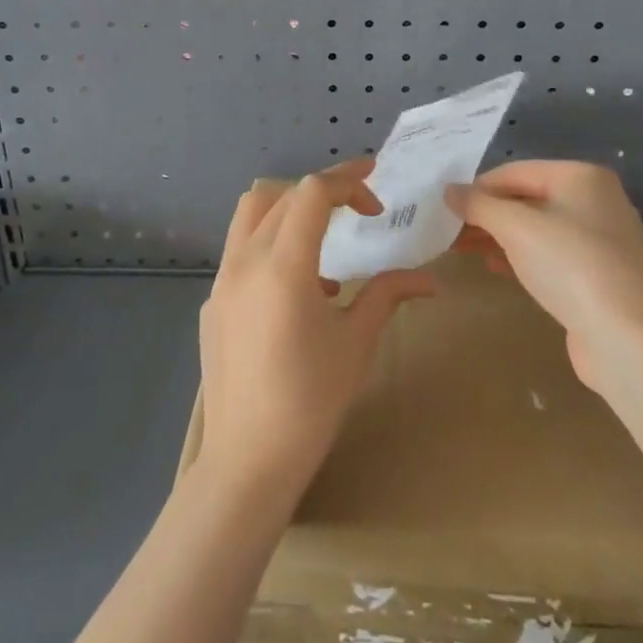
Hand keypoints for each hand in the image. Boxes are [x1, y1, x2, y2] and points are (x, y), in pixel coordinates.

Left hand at [197, 162, 437, 495]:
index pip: (313, 192)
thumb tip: (430, 279)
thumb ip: (388, 294)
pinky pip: (241, 251)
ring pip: (251, 212)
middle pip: (282, 193)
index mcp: (282, 264)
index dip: (348, 181)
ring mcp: (222, 280)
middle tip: (360, 206)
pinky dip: (271, 245)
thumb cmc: (310, 400)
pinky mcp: (212, 302)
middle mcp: (245, 260)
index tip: (376, 195)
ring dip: (290, 208)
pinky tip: (298, 291)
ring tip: (325, 241)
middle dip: (324, 191)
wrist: (247, 461)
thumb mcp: (356, 342)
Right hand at [445, 160, 642, 391]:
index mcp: (581, 176)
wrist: (626, 339)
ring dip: (501, 236)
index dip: (478, 187)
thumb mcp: (515, 227)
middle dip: (488, 214)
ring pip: (538, 228)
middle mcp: (596, 200)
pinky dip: (522, 256)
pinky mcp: (600, 274)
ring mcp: (602, 239)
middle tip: (451, 230)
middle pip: (528, 198)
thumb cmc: (569, 265)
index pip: (516, 171)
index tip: (447, 208)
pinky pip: (552, 254)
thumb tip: (449, 191)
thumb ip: (479, 205)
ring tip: (465, 249)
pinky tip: (496, 267)